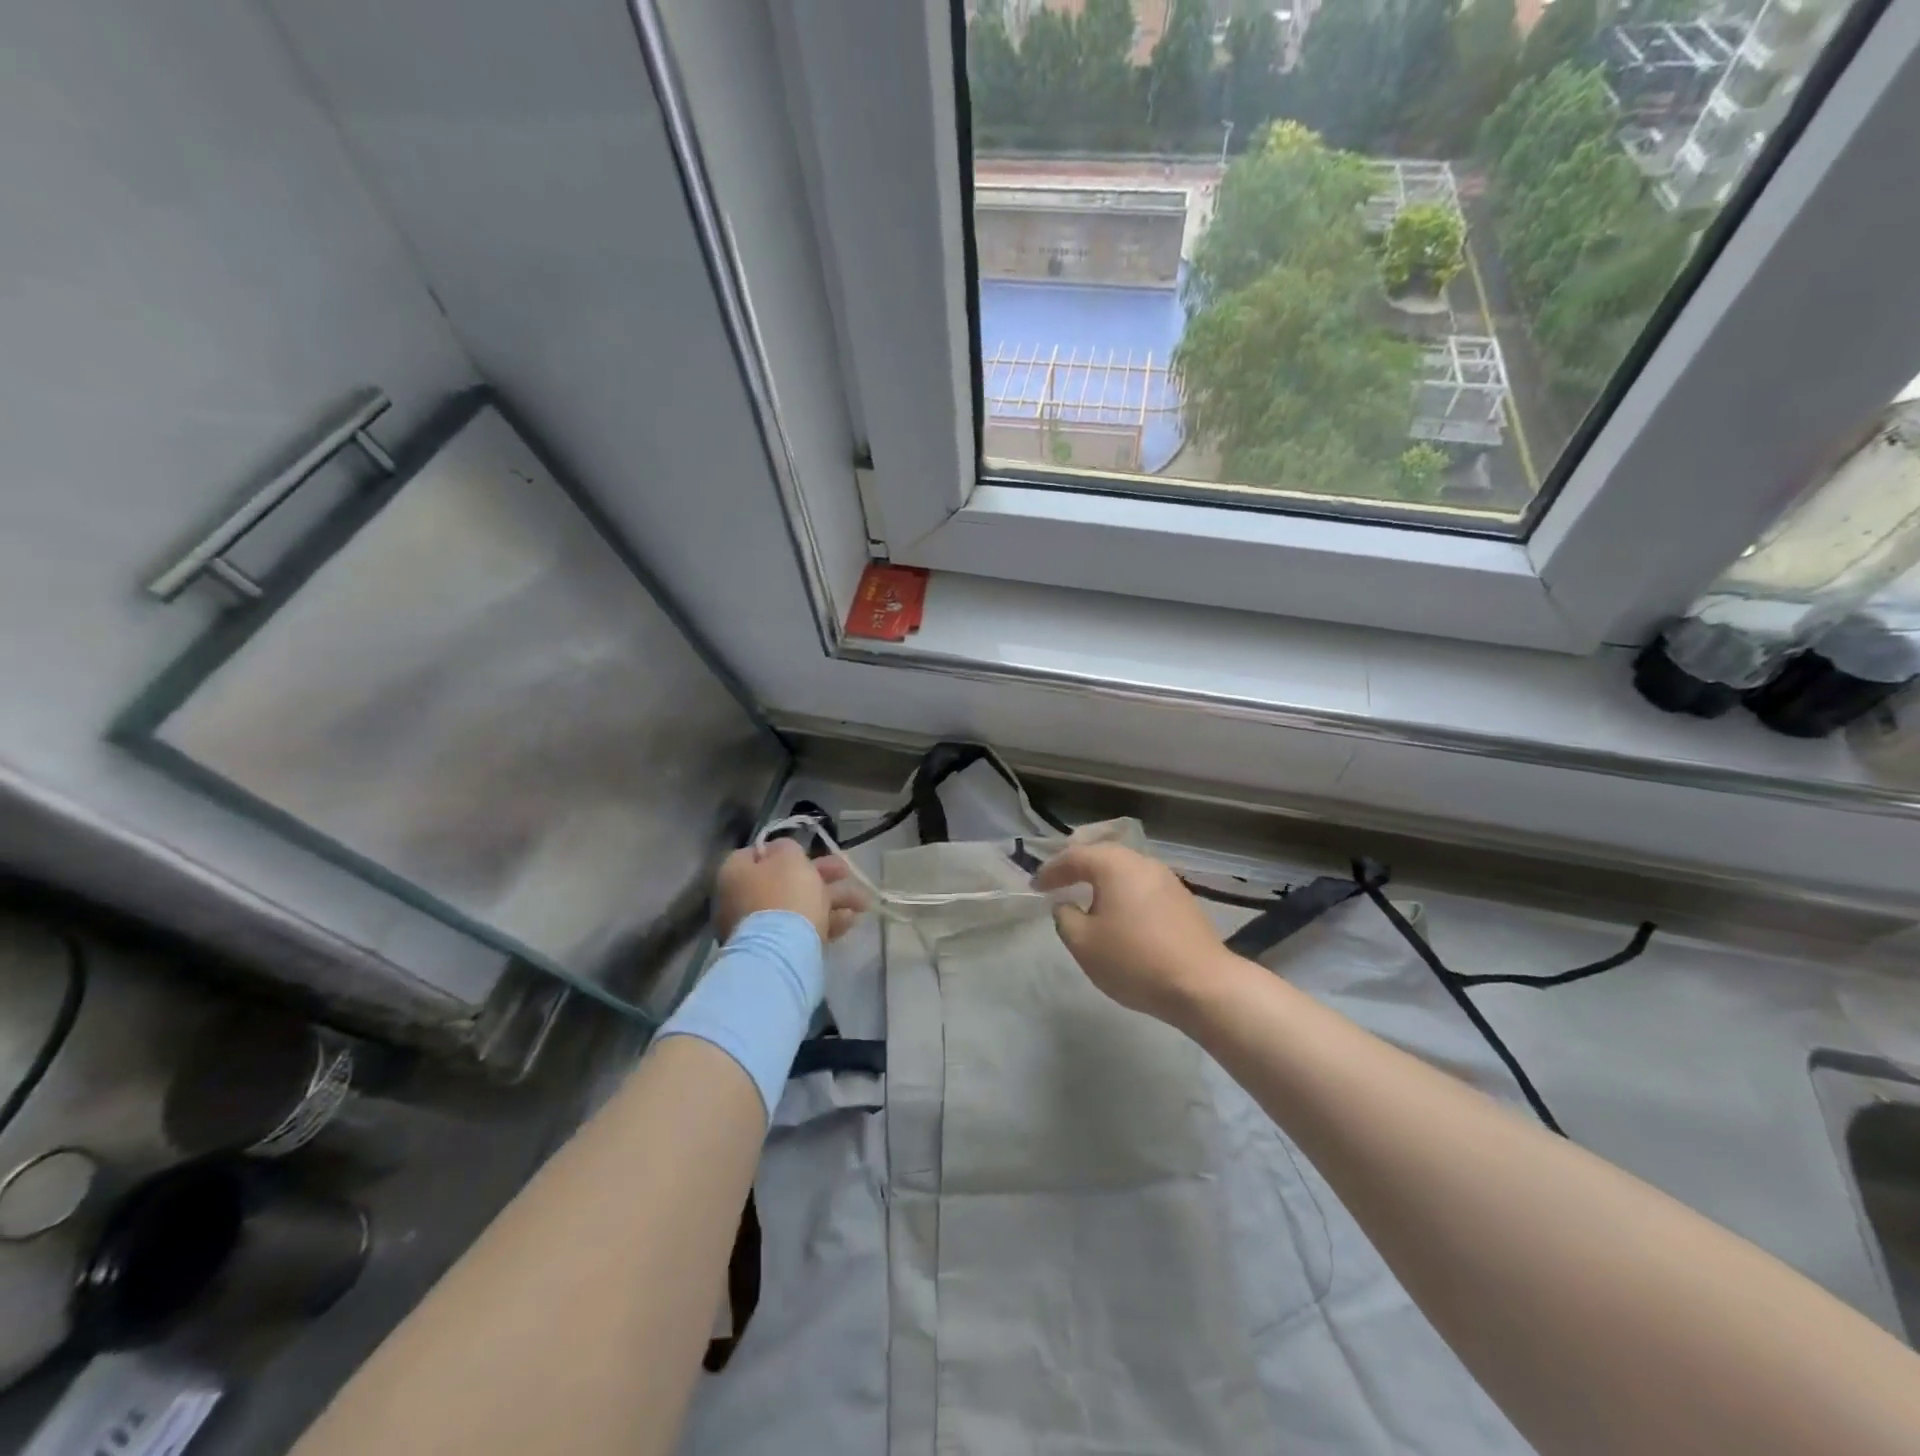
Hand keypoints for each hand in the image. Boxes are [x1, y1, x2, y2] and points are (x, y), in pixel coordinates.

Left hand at [714, 839, 865, 943]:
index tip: (808, 851)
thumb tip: (782, 851)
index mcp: (736, 873)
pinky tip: (849, 920)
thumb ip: (787, 847)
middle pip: (784, 880)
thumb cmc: (784, 893)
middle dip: (822, 875)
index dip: (785, 850)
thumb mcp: (789, 856)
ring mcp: (757, 927)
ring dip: (832, 899)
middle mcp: (741, 899)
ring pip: (798, 905)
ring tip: (861, 902)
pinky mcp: (775, 949)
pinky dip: (825, 921)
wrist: (781, 952)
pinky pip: (801, 928)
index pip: (757, 853)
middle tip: (847, 871)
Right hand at [1034, 843, 1234, 1023]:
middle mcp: (1142, 863)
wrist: (1202, 986)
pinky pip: (1142, 886)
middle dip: (1078, 867)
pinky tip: (1119, 911)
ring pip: (1126, 870)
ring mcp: (1167, 879)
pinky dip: (1124, 892)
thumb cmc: (1134, 960)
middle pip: (1103, 855)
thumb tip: (1067, 905)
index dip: (1051, 870)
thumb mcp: (1084, 943)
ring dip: (1103, 879)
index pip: (1075, 857)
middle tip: (1058, 880)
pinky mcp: (1182, 900)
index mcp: (1115, 865)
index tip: (1035, 886)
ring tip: (1086, 895)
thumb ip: (1065, 918)